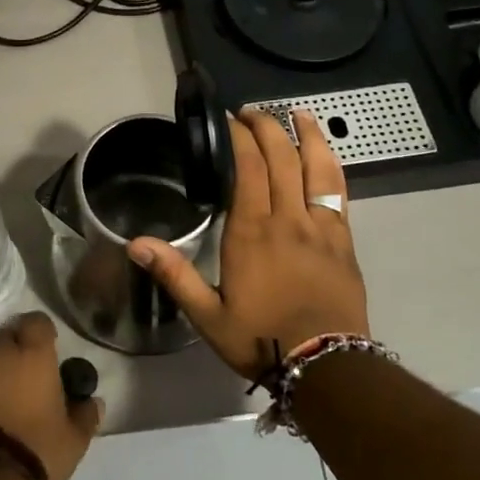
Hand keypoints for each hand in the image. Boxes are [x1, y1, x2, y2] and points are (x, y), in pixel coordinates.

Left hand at [0, 312, 103, 479]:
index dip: (42, 332)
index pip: (36, 322)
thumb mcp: (74, 439)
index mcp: (32, 356)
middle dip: (16, 354)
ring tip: (3, 409)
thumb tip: (93, 401)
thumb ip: (85, 414)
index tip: (48, 349)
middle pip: (6, 340)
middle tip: (26, 380)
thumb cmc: (38, 452)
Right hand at [129, 110, 369, 380]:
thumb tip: (135, 243)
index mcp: (252, 232)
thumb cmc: (262, 339)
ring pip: (316, 167)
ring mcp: (320, 226)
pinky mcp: (344, 239)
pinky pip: (338, 191)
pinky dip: (330, 164)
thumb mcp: (209, 315)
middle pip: (281, 158)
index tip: (229, 120)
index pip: (248, 168)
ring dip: (307, 135)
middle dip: (267, 128)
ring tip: (298, 113)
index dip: (240, 138)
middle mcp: (288, 219)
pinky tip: (324, 154)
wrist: (327, 367)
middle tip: (252, 112)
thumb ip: (175, 274)